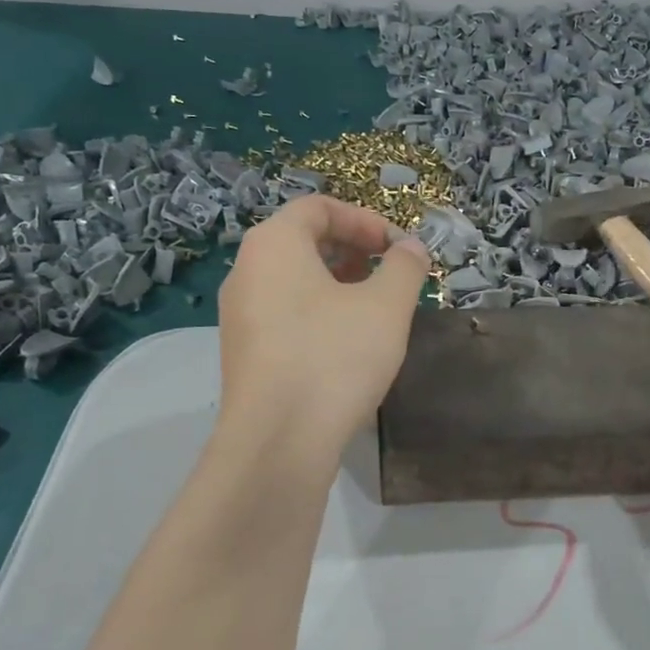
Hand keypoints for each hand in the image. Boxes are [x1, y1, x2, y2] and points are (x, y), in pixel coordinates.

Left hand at [216, 195, 428, 456]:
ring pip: (294, 281)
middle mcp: (246, 271)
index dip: (366, 220)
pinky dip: (319, 314)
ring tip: (376, 311)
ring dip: (339, 285)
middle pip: (303, 241)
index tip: (399, 249)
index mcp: (273, 244)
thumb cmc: (334, 357)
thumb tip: (411, 249)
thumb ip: (405, 267)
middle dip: (354, 251)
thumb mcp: (387, 306)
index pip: (319, 207)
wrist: (278, 442)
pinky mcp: (245, 354)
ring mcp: (239, 315)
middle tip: (390, 276)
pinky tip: (349, 346)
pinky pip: (285, 315)